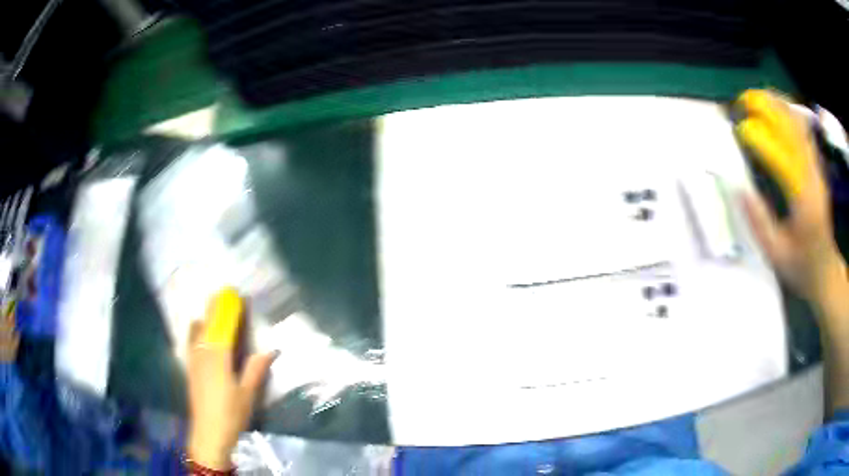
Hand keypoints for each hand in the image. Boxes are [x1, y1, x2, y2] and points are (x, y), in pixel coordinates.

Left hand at [187, 288, 277, 469]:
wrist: (208, 434)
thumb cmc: (230, 415)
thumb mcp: (247, 394)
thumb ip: (255, 369)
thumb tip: (270, 349)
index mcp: (218, 359)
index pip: (223, 327)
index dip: (229, 310)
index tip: (235, 295)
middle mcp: (202, 354)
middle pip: (207, 325)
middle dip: (214, 309)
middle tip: (223, 295)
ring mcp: (193, 361)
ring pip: (196, 332)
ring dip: (204, 318)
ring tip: (211, 310)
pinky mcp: (190, 369)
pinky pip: (190, 342)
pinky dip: (195, 331)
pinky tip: (198, 332)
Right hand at [737, 89, 844, 301]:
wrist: (826, 270)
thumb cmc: (801, 267)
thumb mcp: (776, 254)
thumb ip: (759, 222)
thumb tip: (739, 188)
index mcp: (802, 200)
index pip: (780, 156)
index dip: (760, 137)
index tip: (739, 129)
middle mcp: (812, 177)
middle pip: (791, 129)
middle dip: (767, 108)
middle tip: (743, 101)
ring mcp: (816, 169)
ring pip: (798, 124)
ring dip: (777, 105)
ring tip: (757, 97)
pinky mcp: (817, 167)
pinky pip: (804, 131)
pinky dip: (789, 113)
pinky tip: (777, 108)